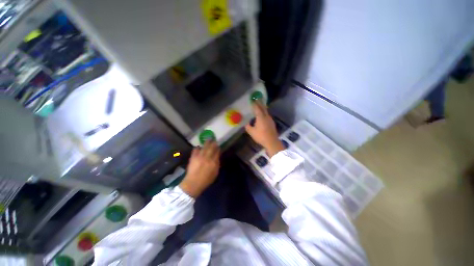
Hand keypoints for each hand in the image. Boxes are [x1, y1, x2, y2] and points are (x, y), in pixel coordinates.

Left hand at [179, 141, 219, 197]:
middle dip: (213, 143)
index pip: (217, 152)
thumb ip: (217, 164)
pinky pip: (195, 150)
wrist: (193, 183)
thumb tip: (217, 157)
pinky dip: (197, 148)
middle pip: (211, 148)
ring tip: (208, 139)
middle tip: (214, 140)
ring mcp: (199, 157)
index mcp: (213, 162)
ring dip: (207, 143)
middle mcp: (207, 158)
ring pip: (204, 147)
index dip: (218, 148)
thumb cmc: (206, 180)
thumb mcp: (215, 173)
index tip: (218, 146)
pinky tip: (199, 147)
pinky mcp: (193, 158)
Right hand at [245, 101, 284, 156]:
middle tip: (257, 99)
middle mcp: (266, 117)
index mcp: (261, 117)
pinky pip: (267, 116)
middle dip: (260, 103)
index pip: (257, 109)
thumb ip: (248, 127)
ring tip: (259, 106)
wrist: (272, 141)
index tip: (252, 100)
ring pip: (266, 112)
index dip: (255, 104)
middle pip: (263, 108)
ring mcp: (270, 120)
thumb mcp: (252, 132)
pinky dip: (264, 113)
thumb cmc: (261, 136)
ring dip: (263, 108)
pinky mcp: (272, 123)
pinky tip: (263, 116)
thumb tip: (246, 124)